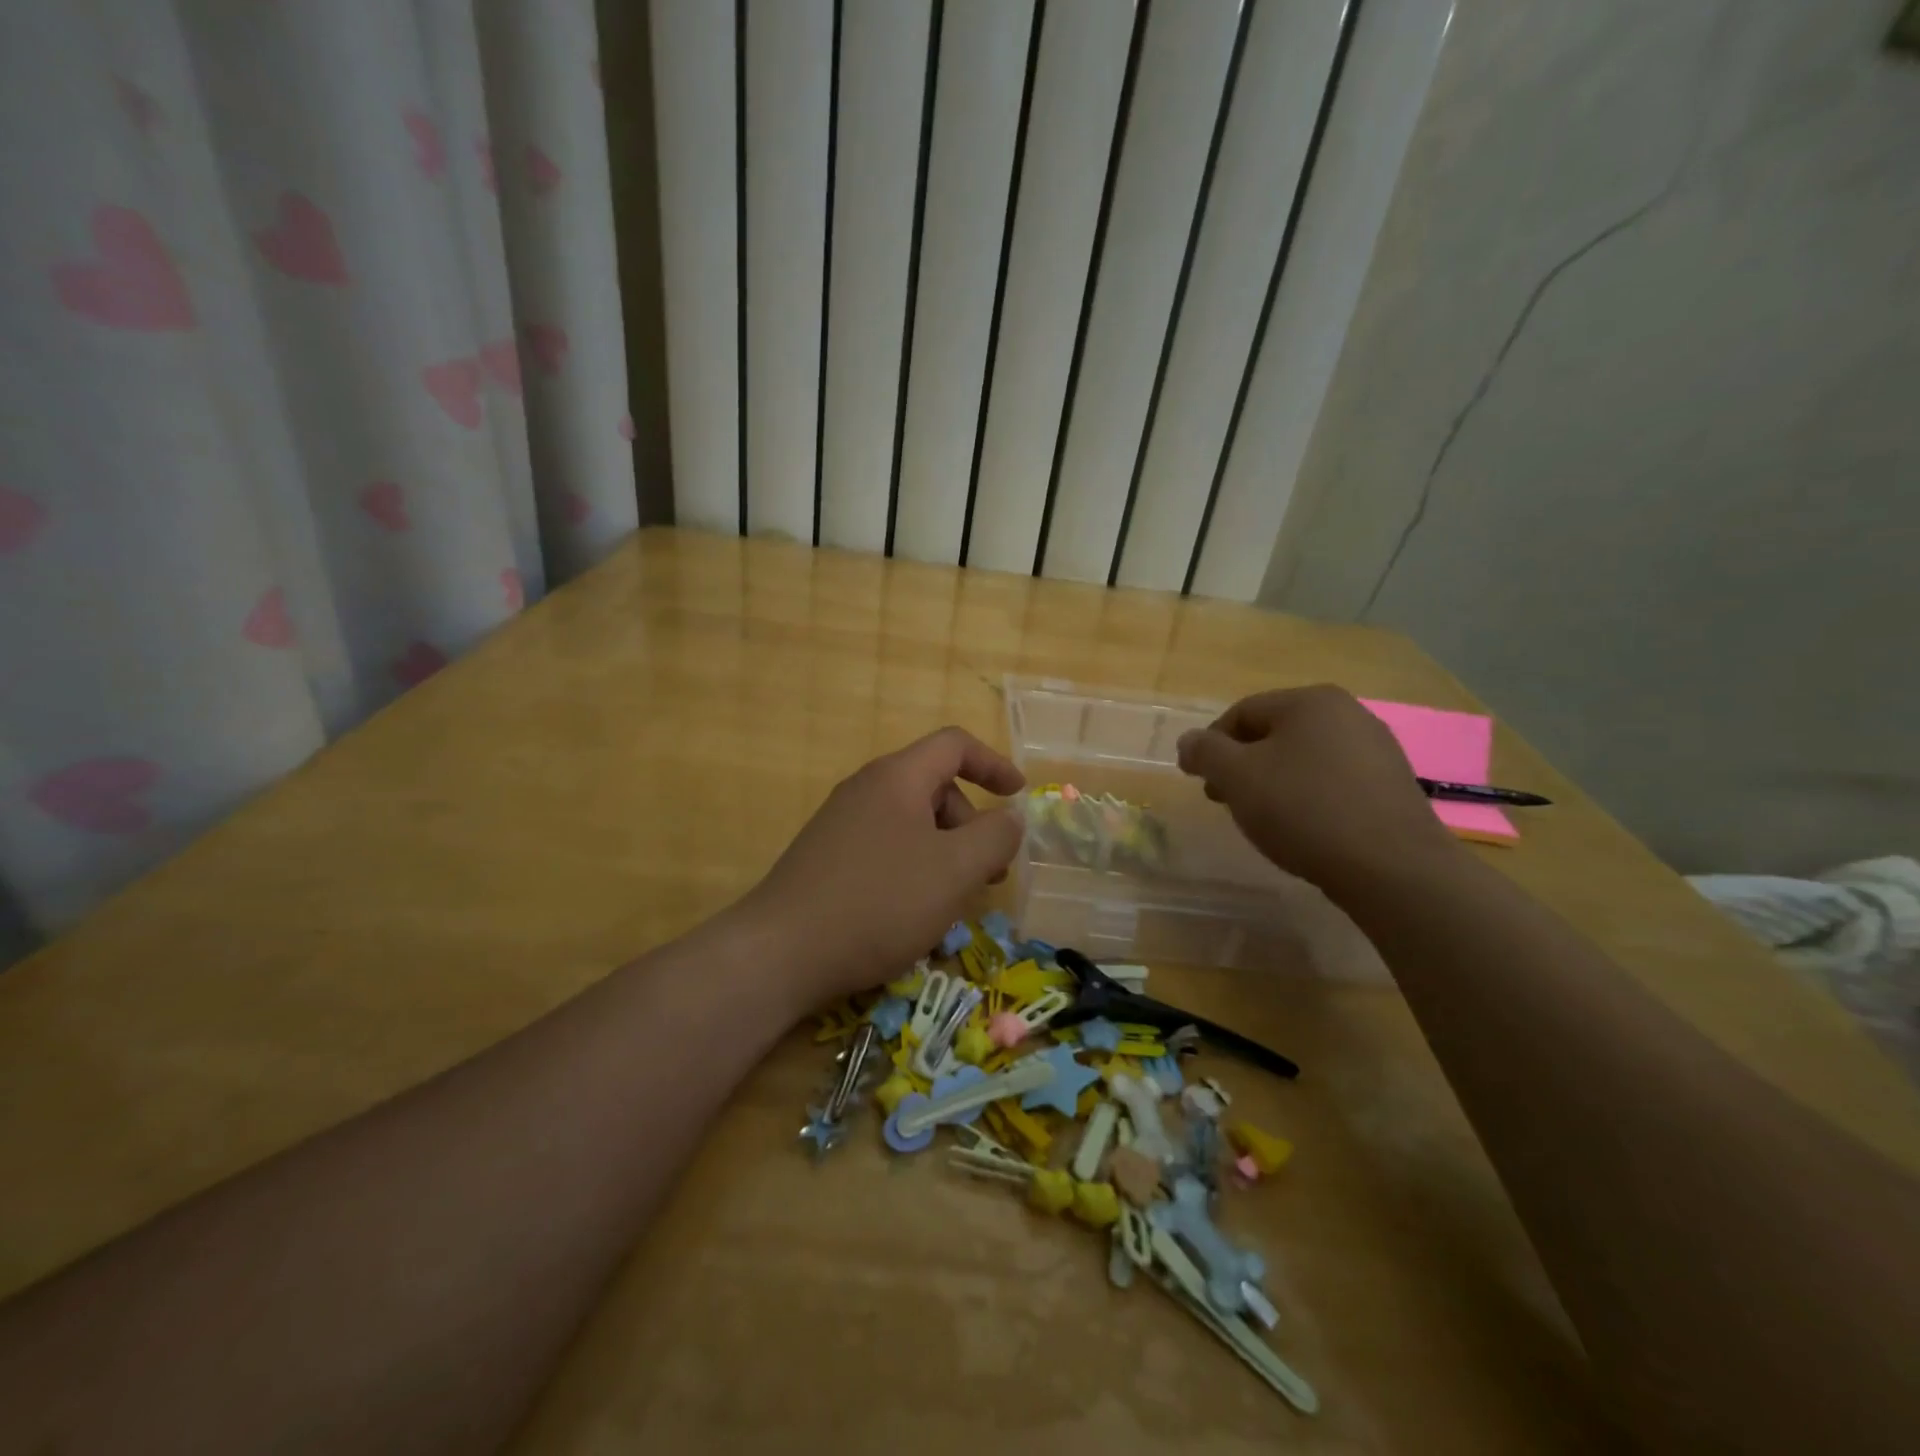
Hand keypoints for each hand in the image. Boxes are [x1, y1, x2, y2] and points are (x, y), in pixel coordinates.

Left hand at [744, 727, 1025, 1002]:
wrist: (781, 952)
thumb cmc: (880, 901)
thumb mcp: (955, 870)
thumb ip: (995, 837)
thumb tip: (1010, 818)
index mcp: (897, 777)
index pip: (954, 745)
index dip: (993, 764)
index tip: (1019, 796)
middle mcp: (865, 789)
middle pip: (934, 786)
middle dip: (971, 823)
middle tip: (988, 872)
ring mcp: (841, 824)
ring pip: (910, 823)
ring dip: (945, 851)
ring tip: (953, 900)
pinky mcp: (826, 858)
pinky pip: (885, 847)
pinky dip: (914, 867)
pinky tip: (912, 912)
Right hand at [1176, 685, 1460, 893]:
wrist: (1392, 868)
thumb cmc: (1304, 809)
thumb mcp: (1237, 777)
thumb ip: (1205, 752)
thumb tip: (1189, 741)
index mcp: (1310, 701)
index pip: (1242, 712)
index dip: (1211, 744)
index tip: (1197, 778)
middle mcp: (1349, 713)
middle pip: (1275, 733)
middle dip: (1242, 764)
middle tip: (1223, 799)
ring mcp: (1377, 749)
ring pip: (1304, 759)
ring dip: (1273, 782)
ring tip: (1261, 818)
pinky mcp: (1392, 785)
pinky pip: (1334, 782)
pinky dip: (1308, 797)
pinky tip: (1302, 828)